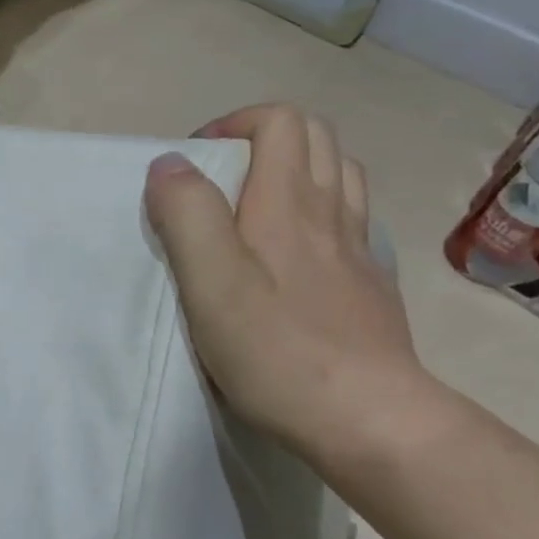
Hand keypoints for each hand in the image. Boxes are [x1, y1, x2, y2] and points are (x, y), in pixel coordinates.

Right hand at [144, 105, 434, 472]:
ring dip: (298, 168)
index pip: (279, 120)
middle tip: (223, 177)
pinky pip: (351, 220)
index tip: (197, 164)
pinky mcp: (369, 286)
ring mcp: (358, 249)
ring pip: (340, 174)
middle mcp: (331, 212)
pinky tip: (298, 251)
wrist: (369, 417)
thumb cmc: (276, 348)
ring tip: (257, 204)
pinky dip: (322, 211)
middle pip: (316, 136)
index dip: (234, 124)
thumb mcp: (210, 281)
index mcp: (289, 202)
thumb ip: (187, 214)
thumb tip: (169, 163)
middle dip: (265, 137)